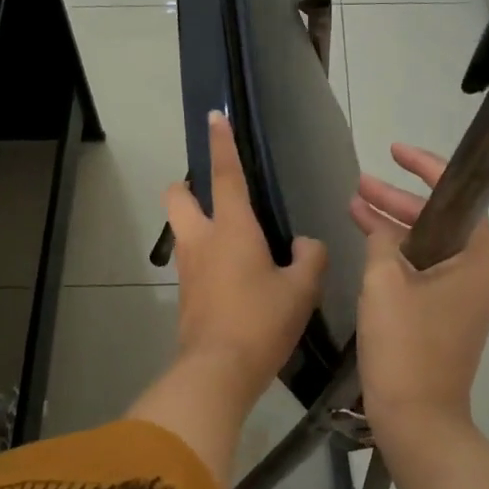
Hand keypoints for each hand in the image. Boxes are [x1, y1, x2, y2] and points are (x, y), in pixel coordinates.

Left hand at [128, 112, 326, 481]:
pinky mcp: (185, 294)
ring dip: (198, 225)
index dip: (222, 143)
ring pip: (183, 230)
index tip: (213, 116)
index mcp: (232, 228)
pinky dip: (208, 258)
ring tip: (237, 244)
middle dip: (187, 186)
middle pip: (177, 196)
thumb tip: (306, 245)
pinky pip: (193, 262)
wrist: (218, 371)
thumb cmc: (262, 321)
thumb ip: (310, 258)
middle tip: (213, 196)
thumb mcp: (301, 289)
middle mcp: (202, 240)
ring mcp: (188, 268)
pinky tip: (236, 279)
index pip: (227, 175)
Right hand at [350, 144, 488, 444]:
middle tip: (360, 185)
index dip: (424, 168)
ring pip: (431, 246)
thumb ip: (382, 241)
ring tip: (356, 206)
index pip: (457, 196)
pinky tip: (369, 243)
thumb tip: (379, 226)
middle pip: (440, 221)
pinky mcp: (451, 315)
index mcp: (479, 258)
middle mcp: (482, 272)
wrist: (417, 419)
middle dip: (399, 201)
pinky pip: (427, 272)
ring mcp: (468, 296)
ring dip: (395, 228)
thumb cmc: (404, 346)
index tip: (394, 151)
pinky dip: (400, 257)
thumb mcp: (384, 283)